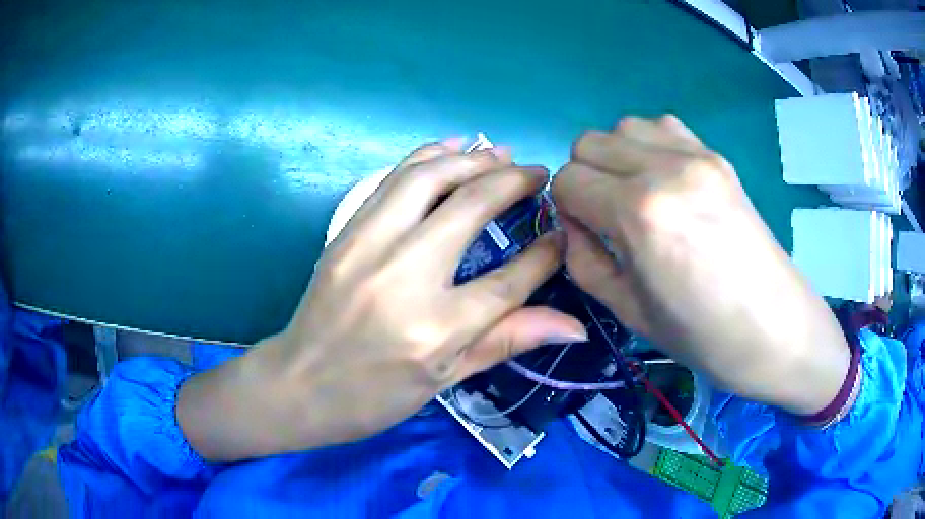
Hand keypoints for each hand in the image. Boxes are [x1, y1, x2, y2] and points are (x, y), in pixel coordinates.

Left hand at [179, 140, 585, 460]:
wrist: (298, 385)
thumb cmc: (374, 396)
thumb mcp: (447, 380)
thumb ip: (509, 340)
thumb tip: (576, 324)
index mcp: (436, 329)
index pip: (509, 279)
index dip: (545, 253)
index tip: (562, 233)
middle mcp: (404, 277)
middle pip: (470, 207)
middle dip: (512, 182)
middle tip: (537, 173)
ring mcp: (368, 247)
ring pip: (427, 178)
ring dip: (470, 158)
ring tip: (501, 152)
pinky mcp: (345, 233)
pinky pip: (391, 180)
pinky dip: (425, 156)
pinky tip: (450, 147)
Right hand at [551, 116, 849, 414]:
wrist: (774, 327)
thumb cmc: (701, 335)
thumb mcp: (627, 310)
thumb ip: (584, 259)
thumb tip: (574, 223)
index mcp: (638, 213)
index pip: (568, 180)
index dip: (566, 208)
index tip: (586, 233)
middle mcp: (664, 168)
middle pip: (589, 142)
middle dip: (586, 177)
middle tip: (607, 215)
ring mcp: (696, 155)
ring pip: (624, 126)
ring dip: (617, 156)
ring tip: (638, 194)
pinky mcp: (717, 156)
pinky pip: (664, 126)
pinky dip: (650, 146)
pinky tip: (666, 181)